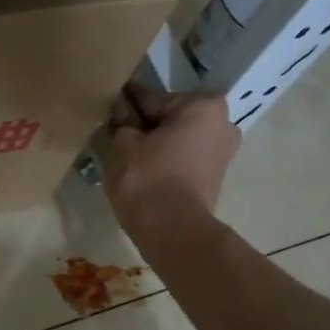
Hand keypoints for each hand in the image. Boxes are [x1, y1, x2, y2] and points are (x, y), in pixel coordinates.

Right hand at [104, 84, 240, 236]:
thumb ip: (122, 120)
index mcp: (202, 105)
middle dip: (144, 124)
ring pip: (176, 137)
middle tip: (114, 134)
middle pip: (168, 117)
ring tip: (125, 154)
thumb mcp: (124, 143)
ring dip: (154, 142)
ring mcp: (223, 151)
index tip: (107, 107)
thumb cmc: (148, 179)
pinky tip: (142, 168)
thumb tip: (119, 107)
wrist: (173, 232)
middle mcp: (222, 122)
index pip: (151, 97)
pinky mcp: (216, 175)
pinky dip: (165, 159)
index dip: (125, 104)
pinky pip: (184, 156)